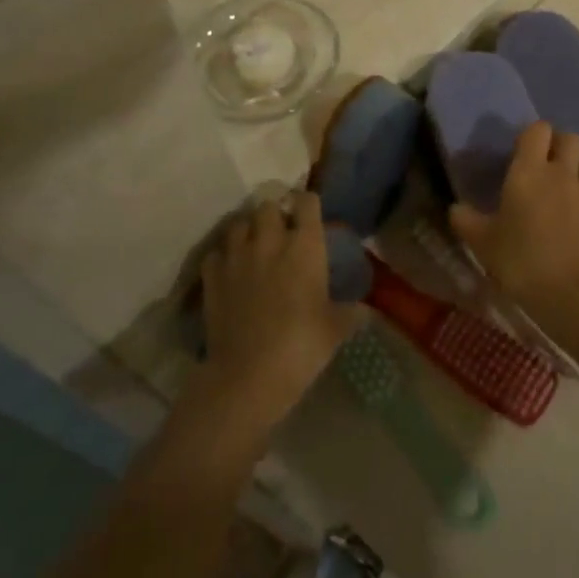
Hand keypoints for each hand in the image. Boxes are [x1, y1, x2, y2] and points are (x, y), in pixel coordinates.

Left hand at [198, 192, 360, 430]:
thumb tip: (366, 310)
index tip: (311, 213)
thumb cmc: (302, 345)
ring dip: (248, 230)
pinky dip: (223, 256)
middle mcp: (270, 241)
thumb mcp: (336, 328)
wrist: (249, 374)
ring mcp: (237, 257)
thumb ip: (351, 312)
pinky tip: (230, 270)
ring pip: (238, 224)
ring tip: (254, 246)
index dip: (309, 204)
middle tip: (281, 231)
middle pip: (268, 206)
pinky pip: (216, 253)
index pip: (307, 202)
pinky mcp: (212, 278)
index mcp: (305, 246)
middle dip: (275, 213)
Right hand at [449, 122, 578, 309]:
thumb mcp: (483, 243)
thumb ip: (466, 220)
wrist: (572, 292)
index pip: (537, 130)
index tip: (522, 151)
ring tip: (566, 189)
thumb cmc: (520, 261)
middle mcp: (562, 173)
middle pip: (570, 139)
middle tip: (546, 165)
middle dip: (560, 145)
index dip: (531, 135)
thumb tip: (456, 208)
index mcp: (529, 172)